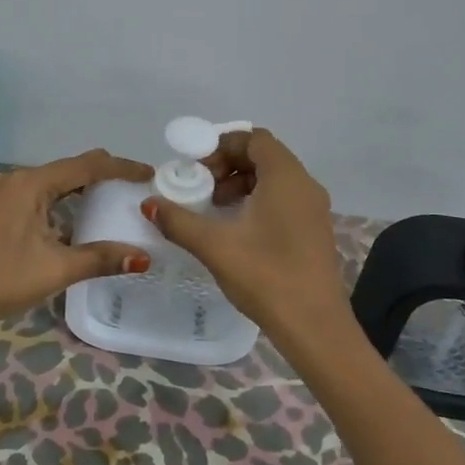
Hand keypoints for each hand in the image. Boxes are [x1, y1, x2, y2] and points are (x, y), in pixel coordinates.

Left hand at [0, 150, 153, 336]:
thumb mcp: (55, 269)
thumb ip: (101, 258)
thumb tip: (143, 257)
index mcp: (31, 183)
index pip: (87, 165)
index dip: (121, 167)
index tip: (149, 173)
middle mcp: (15, 179)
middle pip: (68, 169)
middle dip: (102, 176)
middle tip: (132, 190)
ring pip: (50, 184)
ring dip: (78, 191)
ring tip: (108, 205)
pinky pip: (34, 196)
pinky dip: (58, 203)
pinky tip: (70, 222)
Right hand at [142, 128, 346, 339]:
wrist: (314, 325)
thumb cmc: (266, 276)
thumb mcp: (215, 246)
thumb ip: (179, 221)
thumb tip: (149, 204)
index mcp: (286, 178)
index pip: (254, 138)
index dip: (222, 145)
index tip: (196, 169)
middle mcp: (305, 185)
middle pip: (264, 156)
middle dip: (228, 165)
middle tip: (201, 189)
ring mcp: (314, 209)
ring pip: (273, 179)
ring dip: (240, 185)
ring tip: (214, 210)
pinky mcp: (314, 230)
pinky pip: (284, 199)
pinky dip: (257, 202)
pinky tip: (236, 230)